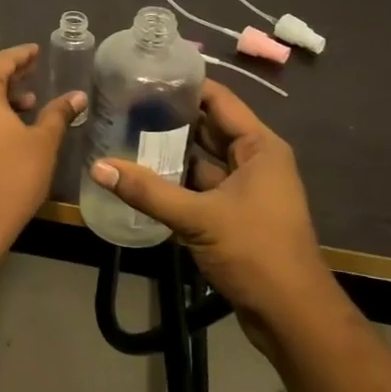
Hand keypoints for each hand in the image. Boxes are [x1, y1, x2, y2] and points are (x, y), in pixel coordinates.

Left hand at [0, 45, 84, 246]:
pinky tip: (3, 129)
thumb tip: (77, 96)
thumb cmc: (10, 177)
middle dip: (10, 78)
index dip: (22, 56)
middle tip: (35, 77)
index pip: (1, 61)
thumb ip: (57, 113)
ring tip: (27, 107)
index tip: (36, 51)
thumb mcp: (41, 143)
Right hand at [89, 80, 334, 335]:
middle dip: (169, 117)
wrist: (292, 316)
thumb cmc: (256, 252)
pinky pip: (200, 184)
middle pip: (207, 126)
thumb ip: (147, 191)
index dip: (184, 85)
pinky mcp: (234, 213)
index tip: (143, 75)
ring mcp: (245, 188)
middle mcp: (254, 160)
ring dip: (169, 150)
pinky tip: (140, 175)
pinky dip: (175, 179)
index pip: (219, 100)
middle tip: (123, 104)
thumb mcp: (198, 218)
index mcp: (259, 147)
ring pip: (201, 158)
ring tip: (124, 133)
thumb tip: (98, 167)